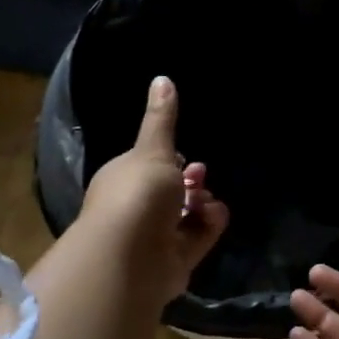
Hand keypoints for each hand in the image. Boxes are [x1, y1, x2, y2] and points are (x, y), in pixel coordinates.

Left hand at [78, 76, 229, 306]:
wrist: (130, 258)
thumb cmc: (137, 195)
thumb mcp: (153, 150)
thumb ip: (162, 119)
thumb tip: (162, 78)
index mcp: (123, 179)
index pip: (148, 167)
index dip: (169, 160)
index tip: (185, 154)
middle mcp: (135, 209)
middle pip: (170, 192)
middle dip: (190, 182)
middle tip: (201, 176)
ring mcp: (154, 237)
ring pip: (186, 215)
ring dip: (202, 203)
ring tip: (207, 200)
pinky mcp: (174, 260)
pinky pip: (197, 237)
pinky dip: (209, 225)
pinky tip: (215, 215)